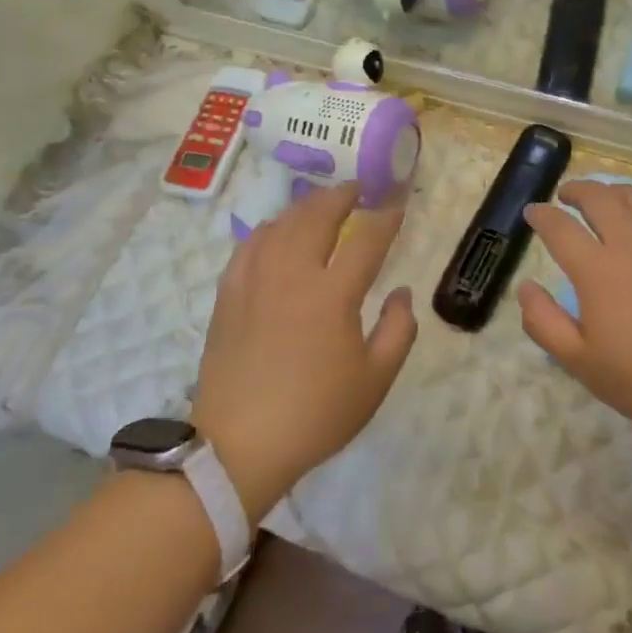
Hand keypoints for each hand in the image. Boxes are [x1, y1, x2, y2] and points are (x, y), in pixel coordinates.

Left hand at [191, 184, 416, 519]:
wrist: (239, 444)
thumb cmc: (316, 414)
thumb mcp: (374, 381)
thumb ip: (398, 330)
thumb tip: (403, 292)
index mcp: (333, 295)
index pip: (366, 241)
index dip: (385, 219)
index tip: (397, 204)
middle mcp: (292, 275)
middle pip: (316, 217)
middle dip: (340, 196)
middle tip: (355, 188)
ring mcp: (255, 281)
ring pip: (279, 225)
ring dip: (304, 207)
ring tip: (319, 203)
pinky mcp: (228, 295)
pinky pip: (248, 246)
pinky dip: (267, 229)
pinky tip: (274, 231)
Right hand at [518, 181, 631, 447]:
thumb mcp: (581, 363)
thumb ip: (544, 322)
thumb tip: (526, 288)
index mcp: (597, 269)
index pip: (559, 227)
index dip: (541, 216)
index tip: (532, 213)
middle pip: (599, 197)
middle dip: (577, 190)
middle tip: (567, 196)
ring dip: (613, 191)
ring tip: (606, 198)